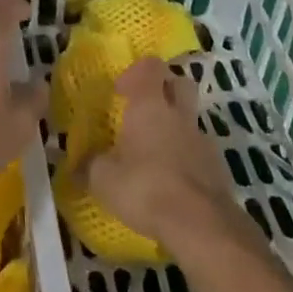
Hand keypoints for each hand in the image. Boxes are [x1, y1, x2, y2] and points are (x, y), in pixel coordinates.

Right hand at [80, 56, 241, 251]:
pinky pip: (199, 150)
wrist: (201, 225)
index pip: (150, 66)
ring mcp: (202, 140)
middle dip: (164, 90)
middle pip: (179, 83)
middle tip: (143, 110)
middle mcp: (179, 114)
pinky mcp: (218, 167)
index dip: (136, 72)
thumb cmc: (146, 188)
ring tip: (154, 154)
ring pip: (189, 119)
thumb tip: (74, 164)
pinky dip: (186, 157)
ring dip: (174, 127)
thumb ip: (88, 166)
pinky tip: (172, 182)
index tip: (120, 92)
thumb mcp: (104, 180)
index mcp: (150, 105)